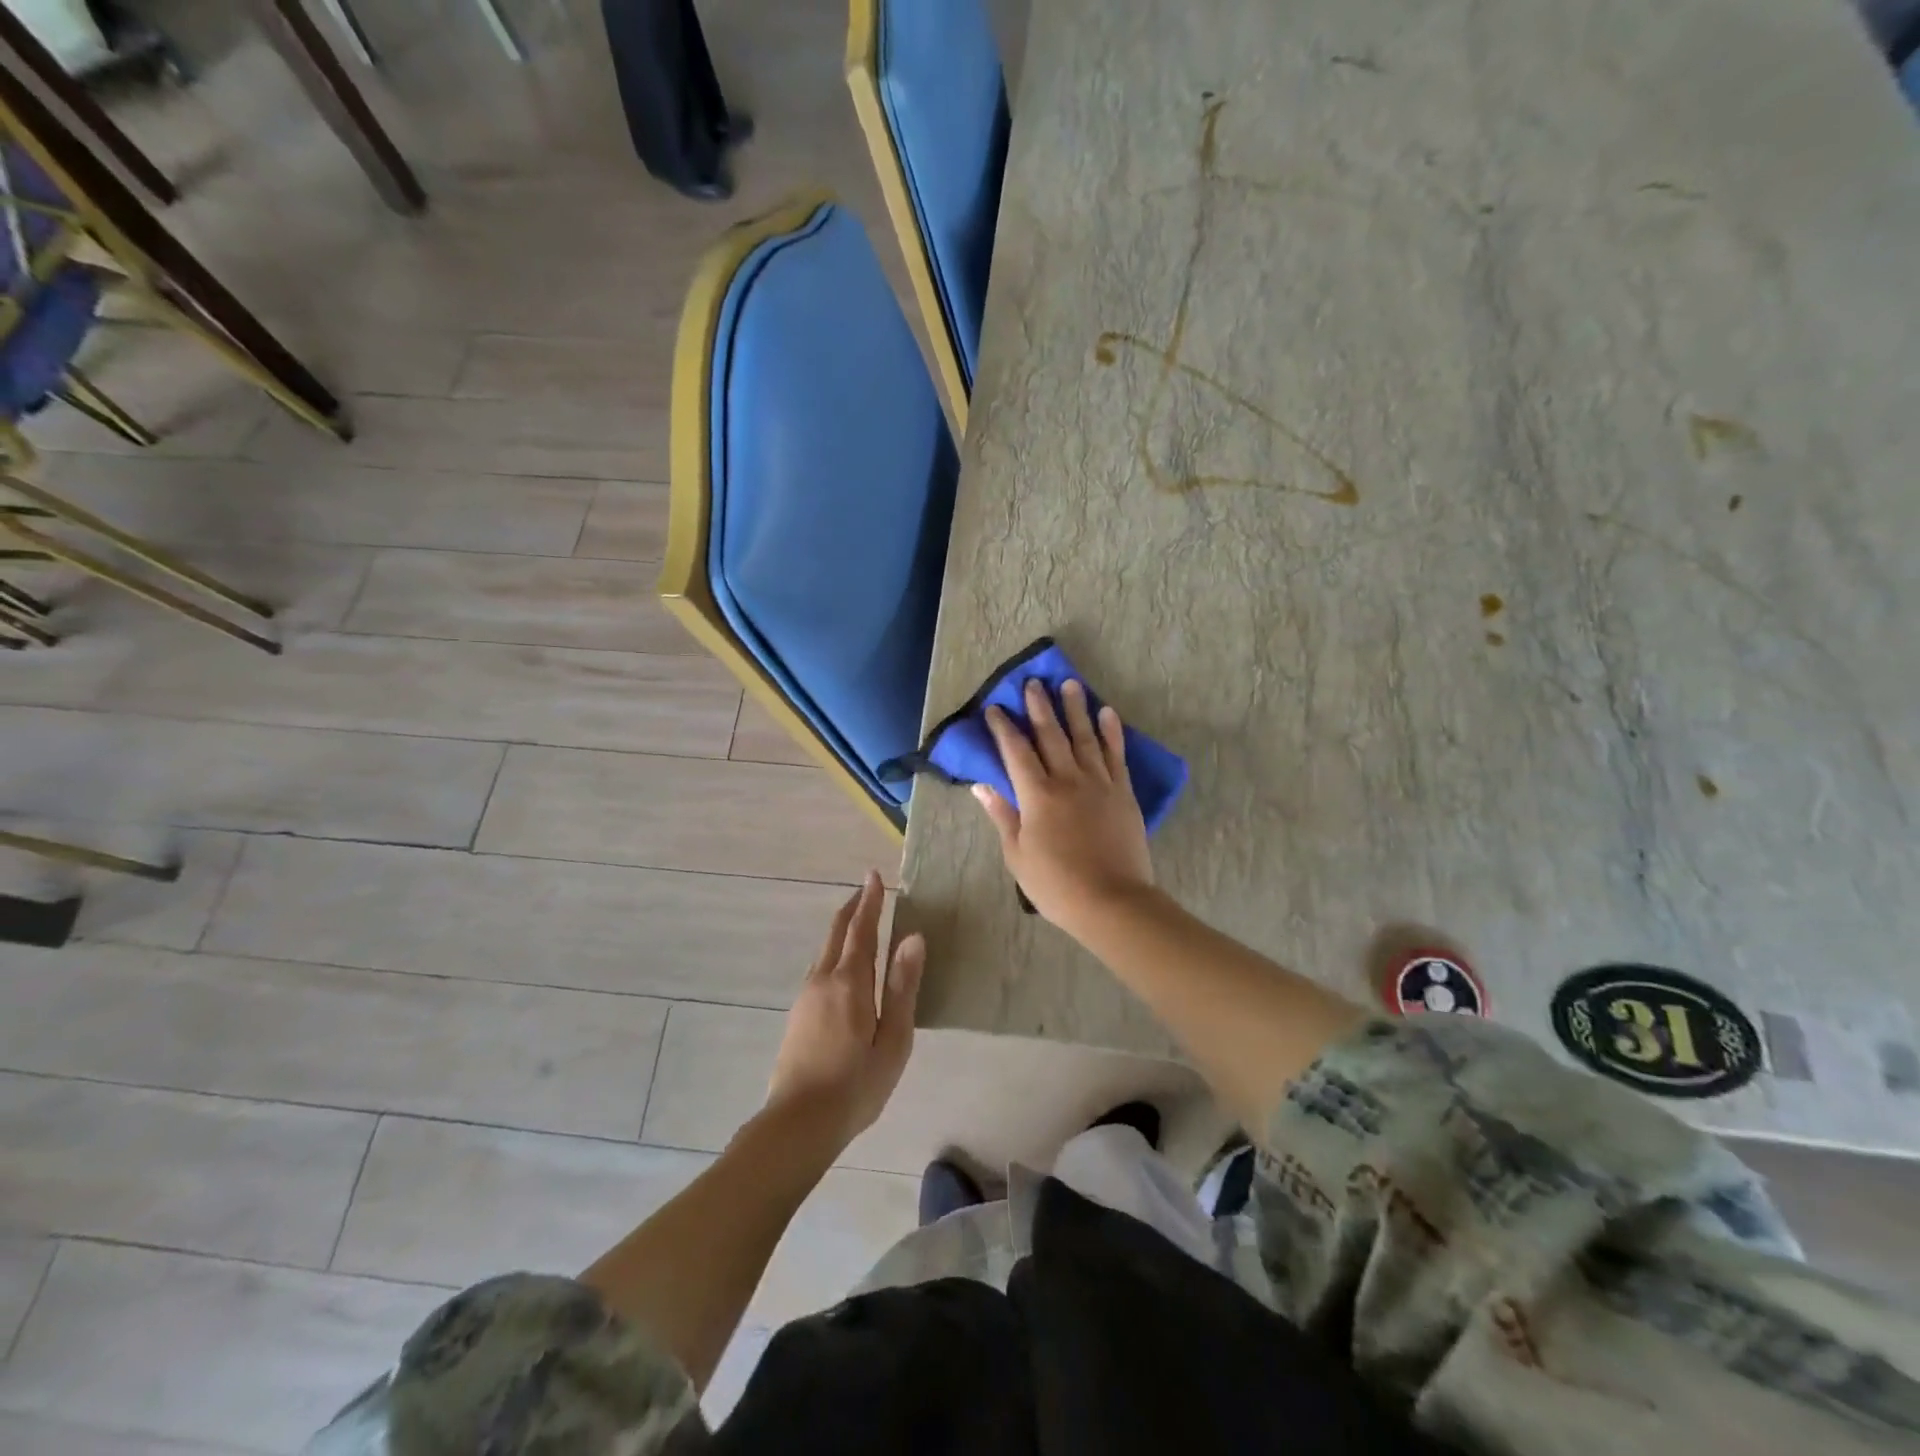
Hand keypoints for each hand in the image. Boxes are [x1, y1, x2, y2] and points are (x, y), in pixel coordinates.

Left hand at [766, 871, 923, 1151]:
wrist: (798, 1124)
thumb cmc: (856, 1084)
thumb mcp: (893, 1039)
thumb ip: (902, 986)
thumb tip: (913, 938)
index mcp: (850, 982)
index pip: (862, 929)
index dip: (870, 901)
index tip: (875, 875)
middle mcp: (823, 979)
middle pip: (837, 932)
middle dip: (853, 907)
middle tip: (868, 888)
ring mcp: (806, 996)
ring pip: (825, 950)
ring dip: (842, 929)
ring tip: (859, 922)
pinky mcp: (798, 1014)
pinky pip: (819, 968)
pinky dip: (834, 951)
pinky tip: (842, 966)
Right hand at [973, 678, 1154, 935]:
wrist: (1111, 901)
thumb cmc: (1056, 884)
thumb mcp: (1017, 854)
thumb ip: (1002, 815)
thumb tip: (982, 786)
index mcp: (1037, 795)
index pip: (1016, 751)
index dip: (1005, 728)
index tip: (995, 708)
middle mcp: (1067, 780)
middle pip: (1051, 735)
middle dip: (1040, 707)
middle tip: (1033, 682)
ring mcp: (1099, 783)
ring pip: (1085, 737)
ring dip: (1076, 709)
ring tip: (1070, 684)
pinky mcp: (1123, 793)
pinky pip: (1116, 755)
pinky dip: (1112, 732)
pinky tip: (1107, 713)